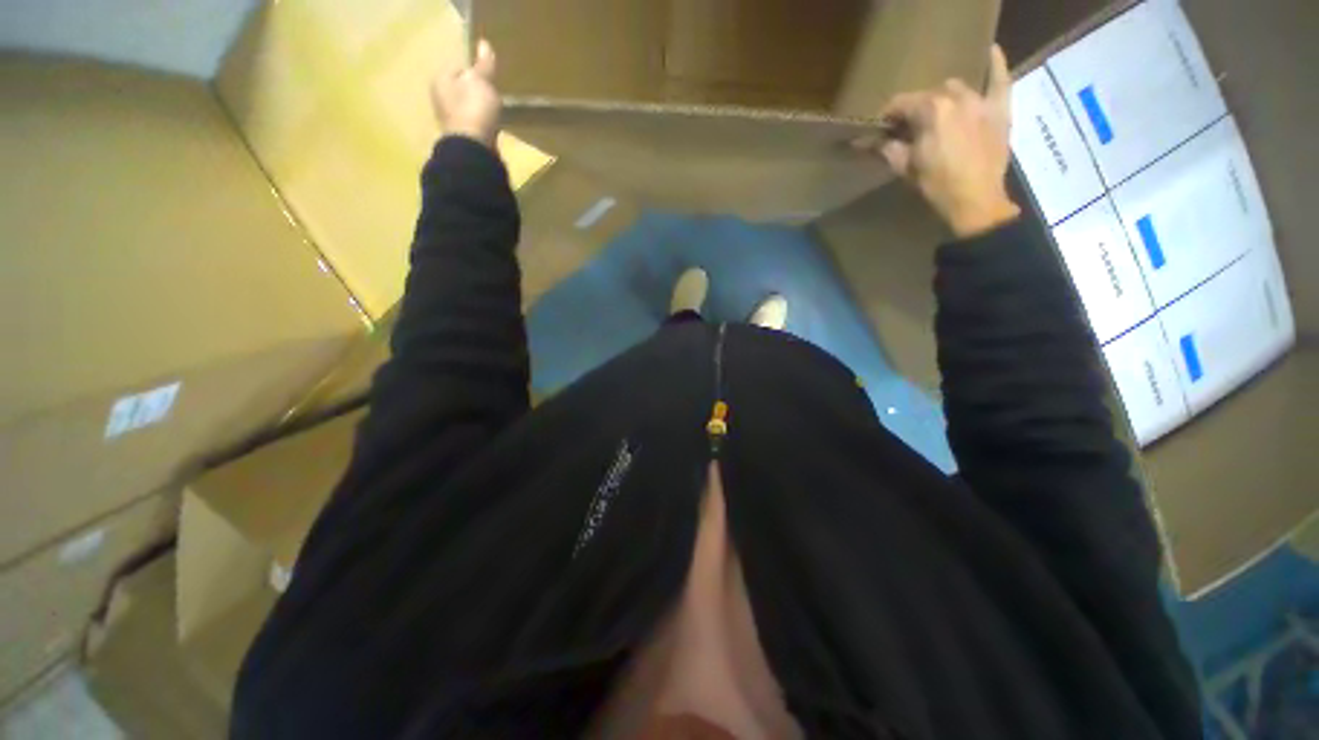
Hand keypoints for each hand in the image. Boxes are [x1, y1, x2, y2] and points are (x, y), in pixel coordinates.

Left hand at [431, 39, 500, 147]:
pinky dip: (480, 125)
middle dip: (476, 92)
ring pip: (466, 108)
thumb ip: (483, 65)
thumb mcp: (482, 81)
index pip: (459, 68)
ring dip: (478, 109)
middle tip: (493, 96)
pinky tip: (490, 128)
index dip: (476, 72)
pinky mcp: (460, 138)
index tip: (490, 80)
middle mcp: (439, 98)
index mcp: (440, 79)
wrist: (473, 148)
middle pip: (461, 89)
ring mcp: (448, 120)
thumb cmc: (475, 109)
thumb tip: (484, 43)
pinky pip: (472, 125)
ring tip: (494, 113)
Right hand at [864, 45, 1019, 237]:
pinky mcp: (999, 109)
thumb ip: (887, 148)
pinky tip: (991, 52)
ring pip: (956, 88)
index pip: (902, 103)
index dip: (888, 115)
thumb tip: (867, 141)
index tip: (881, 127)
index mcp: (931, 110)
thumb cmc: (937, 184)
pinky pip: (1000, 80)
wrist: (975, 200)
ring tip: (938, 114)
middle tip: (909, 128)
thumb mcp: (906, 168)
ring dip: (943, 98)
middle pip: (929, 95)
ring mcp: (980, 101)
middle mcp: (956, 97)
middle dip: (915, 109)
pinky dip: (996, 65)